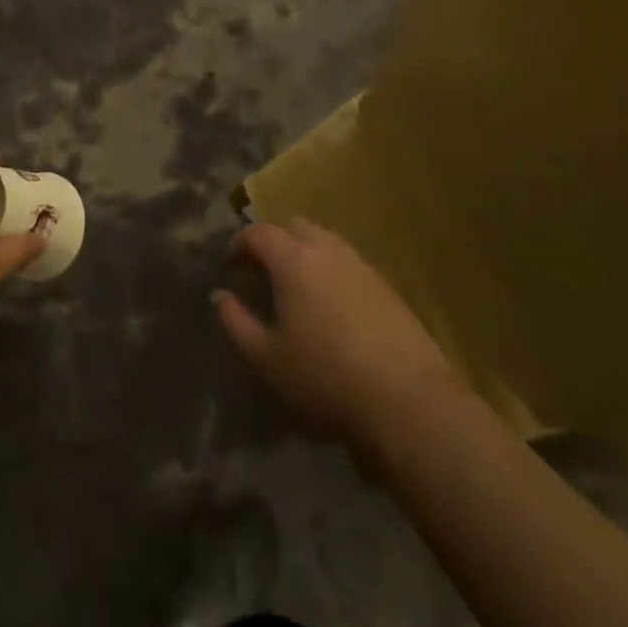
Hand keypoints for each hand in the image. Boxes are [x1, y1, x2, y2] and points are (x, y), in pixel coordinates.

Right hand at [214, 218, 455, 453]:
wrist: (407, 400)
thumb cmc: (325, 377)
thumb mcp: (267, 357)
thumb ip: (236, 322)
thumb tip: (220, 296)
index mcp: (293, 260)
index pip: (258, 233)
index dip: (240, 244)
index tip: (232, 266)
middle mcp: (328, 250)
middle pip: (295, 226)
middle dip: (275, 241)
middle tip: (265, 272)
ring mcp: (362, 266)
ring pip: (326, 242)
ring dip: (306, 254)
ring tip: (299, 289)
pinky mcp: (388, 287)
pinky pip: (350, 264)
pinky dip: (332, 272)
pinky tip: (333, 308)